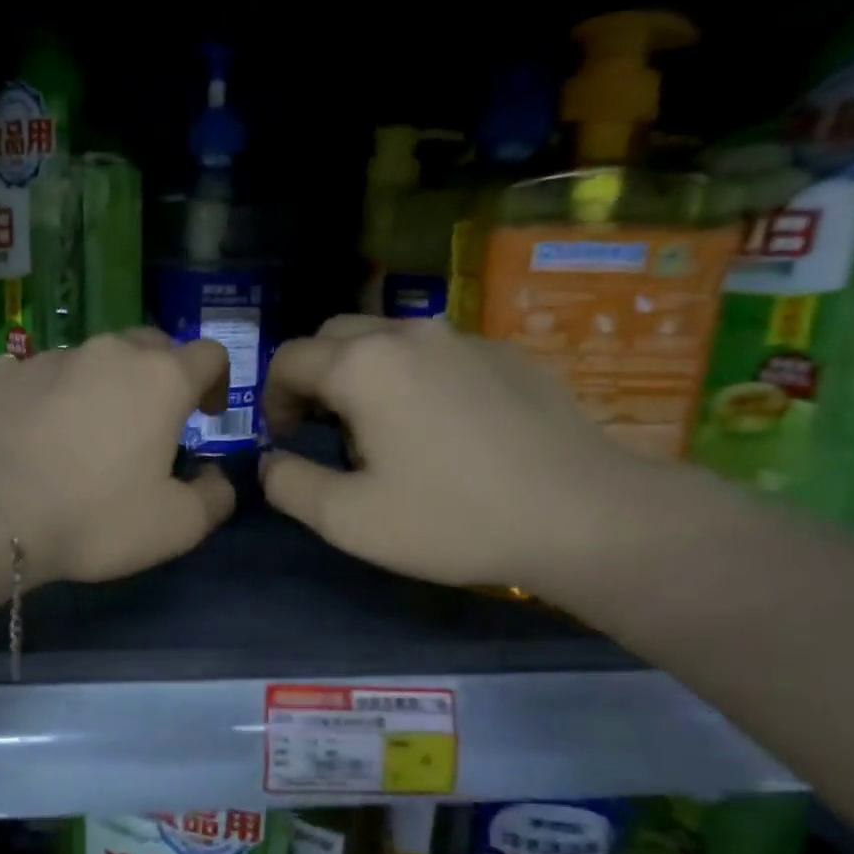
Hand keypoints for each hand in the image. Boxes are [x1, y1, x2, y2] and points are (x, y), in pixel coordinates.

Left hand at [0, 330, 236, 584]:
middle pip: (152, 346)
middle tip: (152, 422)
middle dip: (163, 376)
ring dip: (106, 385)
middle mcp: (110, 352)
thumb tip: (217, 478)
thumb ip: (215, 497)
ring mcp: (53, 357)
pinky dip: (56, 395)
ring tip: (90, 432)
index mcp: (162, 378)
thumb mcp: (177, 526)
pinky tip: (40, 433)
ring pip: (96, 359)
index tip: (207, 415)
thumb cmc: (95, 516)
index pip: (209, 354)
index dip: (217, 381)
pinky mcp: (5, 373)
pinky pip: (45, 375)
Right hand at [260, 315, 644, 591]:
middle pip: (334, 335)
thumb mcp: (350, 520)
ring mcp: (462, 337)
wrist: (583, 515)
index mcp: (363, 366)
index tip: (286, 439)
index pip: (289, 359)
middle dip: (315, 376)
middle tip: (324, 429)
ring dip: (363, 372)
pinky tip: (441, 425)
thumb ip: (289, 485)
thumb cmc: (454, 518)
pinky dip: (414, 375)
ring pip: (387, 337)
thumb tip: (270, 461)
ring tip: (382, 427)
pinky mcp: (504, 352)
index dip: (273, 399)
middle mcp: (408, 333)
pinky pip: (436, 351)